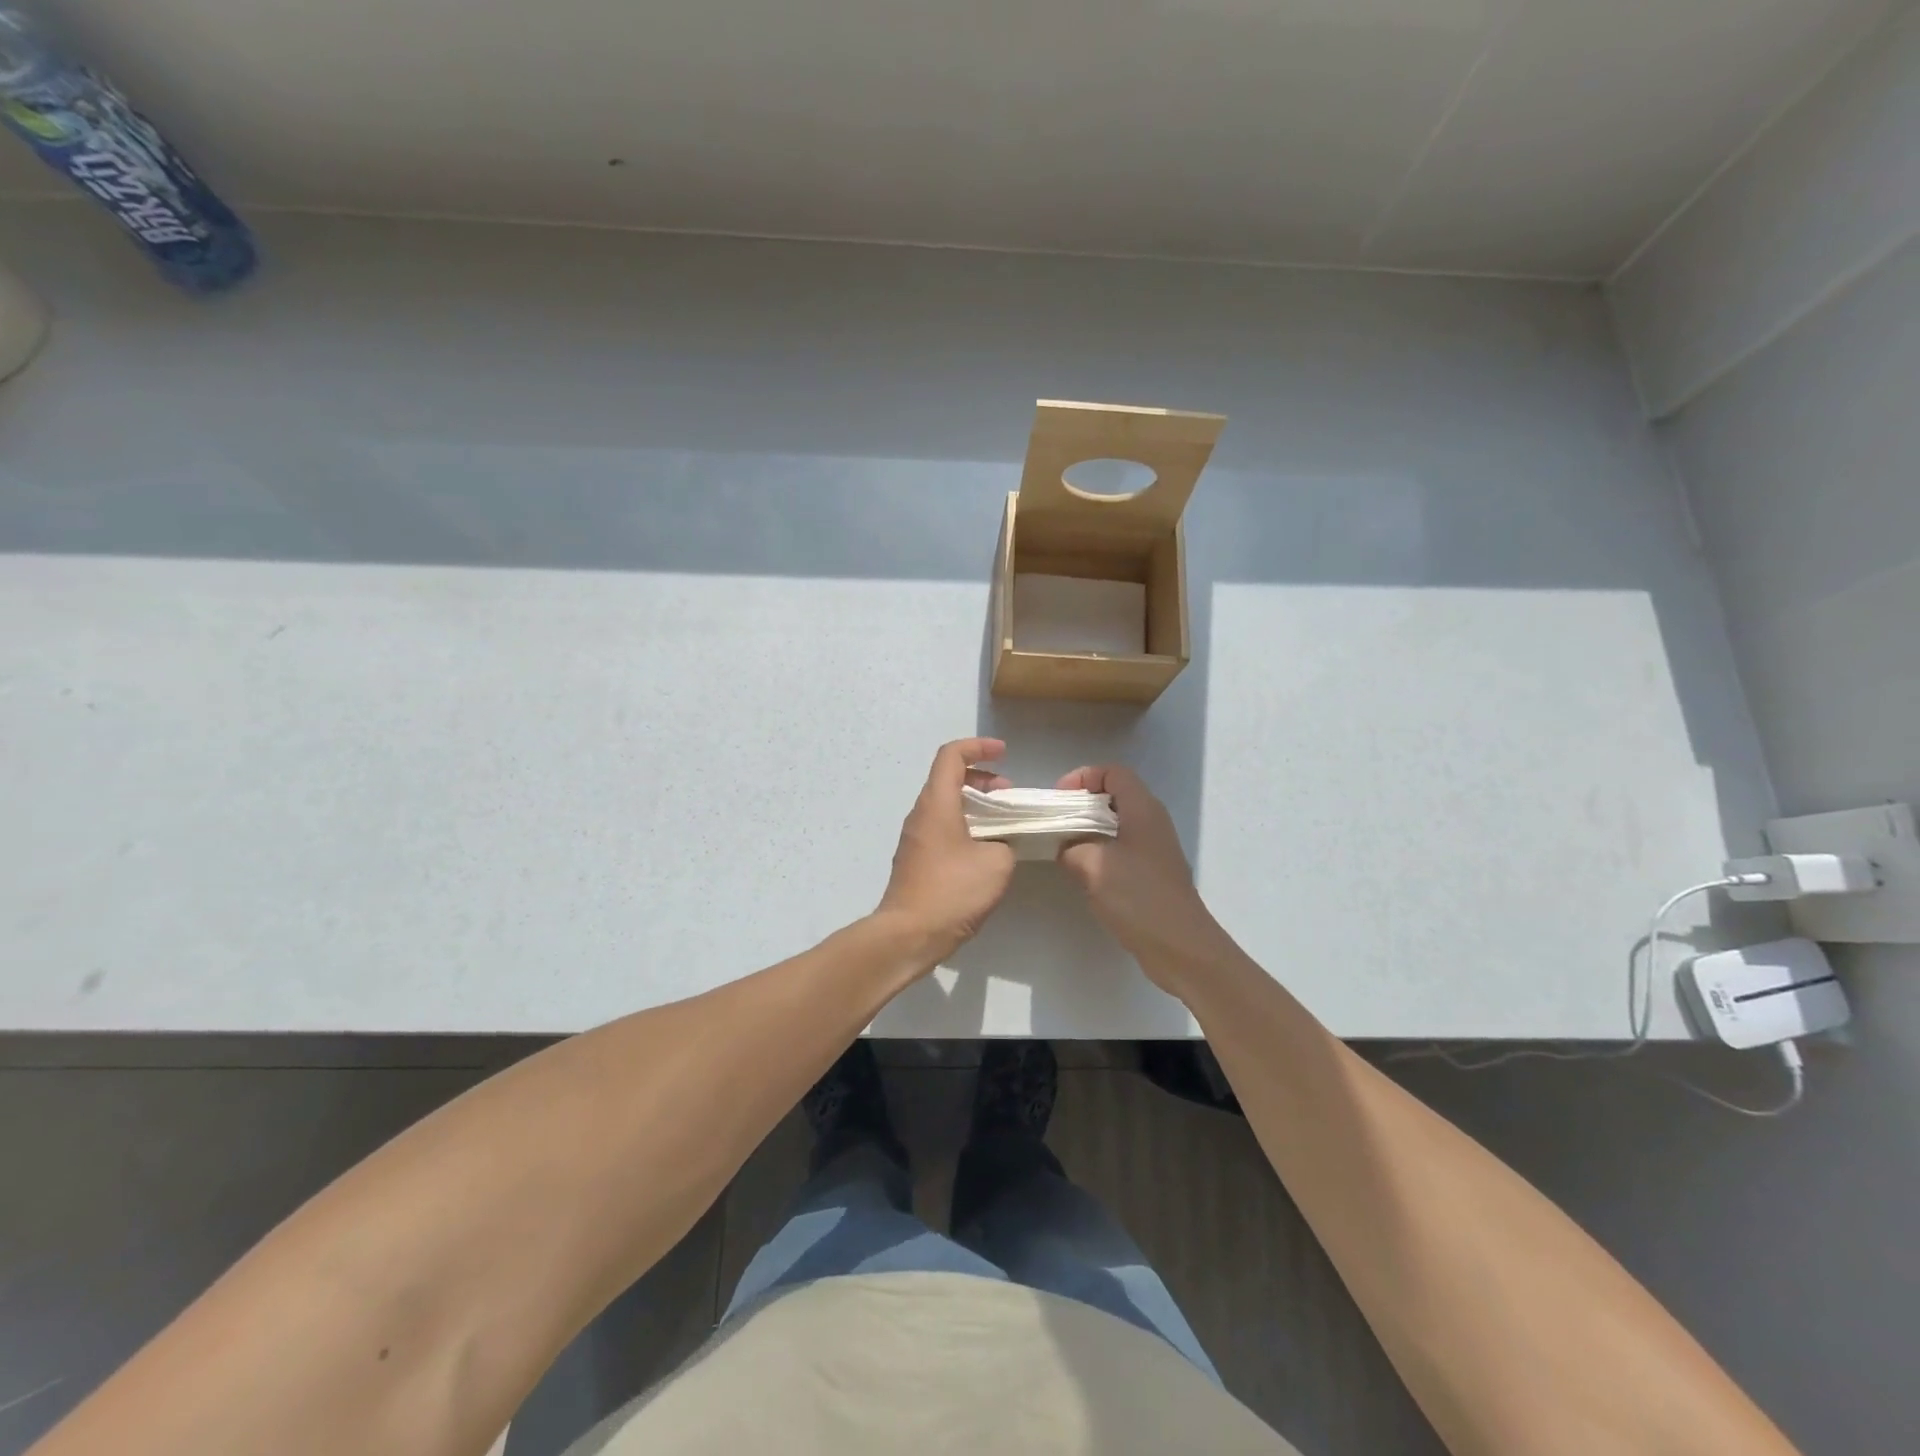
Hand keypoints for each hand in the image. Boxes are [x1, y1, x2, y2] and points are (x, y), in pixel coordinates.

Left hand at [875, 737, 1016, 963]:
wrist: (908, 935)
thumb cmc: (951, 892)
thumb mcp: (996, 863)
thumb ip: (1004, 842)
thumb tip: (999, 843)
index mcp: (937, 803)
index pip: (951, 756)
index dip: (978, 747)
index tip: (1004, 754)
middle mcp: (921, 814)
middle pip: (948, 778)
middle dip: (982, 779)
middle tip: (1009, 795)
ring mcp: (915, 837)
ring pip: (946, 805)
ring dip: (975, 805)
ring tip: (1002, 823)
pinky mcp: (916, 859)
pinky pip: (942, 827)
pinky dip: (965, 825)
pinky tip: (985, 850)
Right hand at [1055, 765, 1229, 984]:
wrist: (1180, 946)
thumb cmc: (1137, 897)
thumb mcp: (1091, 865)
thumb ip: (1070, 846)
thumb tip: (1064, 845)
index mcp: (1142, 809)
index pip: (1113, 772)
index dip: (1084, 777)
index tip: (1060, 799)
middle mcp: (1152, 821)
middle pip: (1115, 795)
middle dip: (1081, 803)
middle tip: (1056, 822)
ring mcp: (1154, 848)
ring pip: (1116, 823)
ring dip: (1089, 829)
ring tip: (1064, 847)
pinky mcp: (1152, 872)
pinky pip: (1121, 847)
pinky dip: (1099, 850)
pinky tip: (1083, 872)